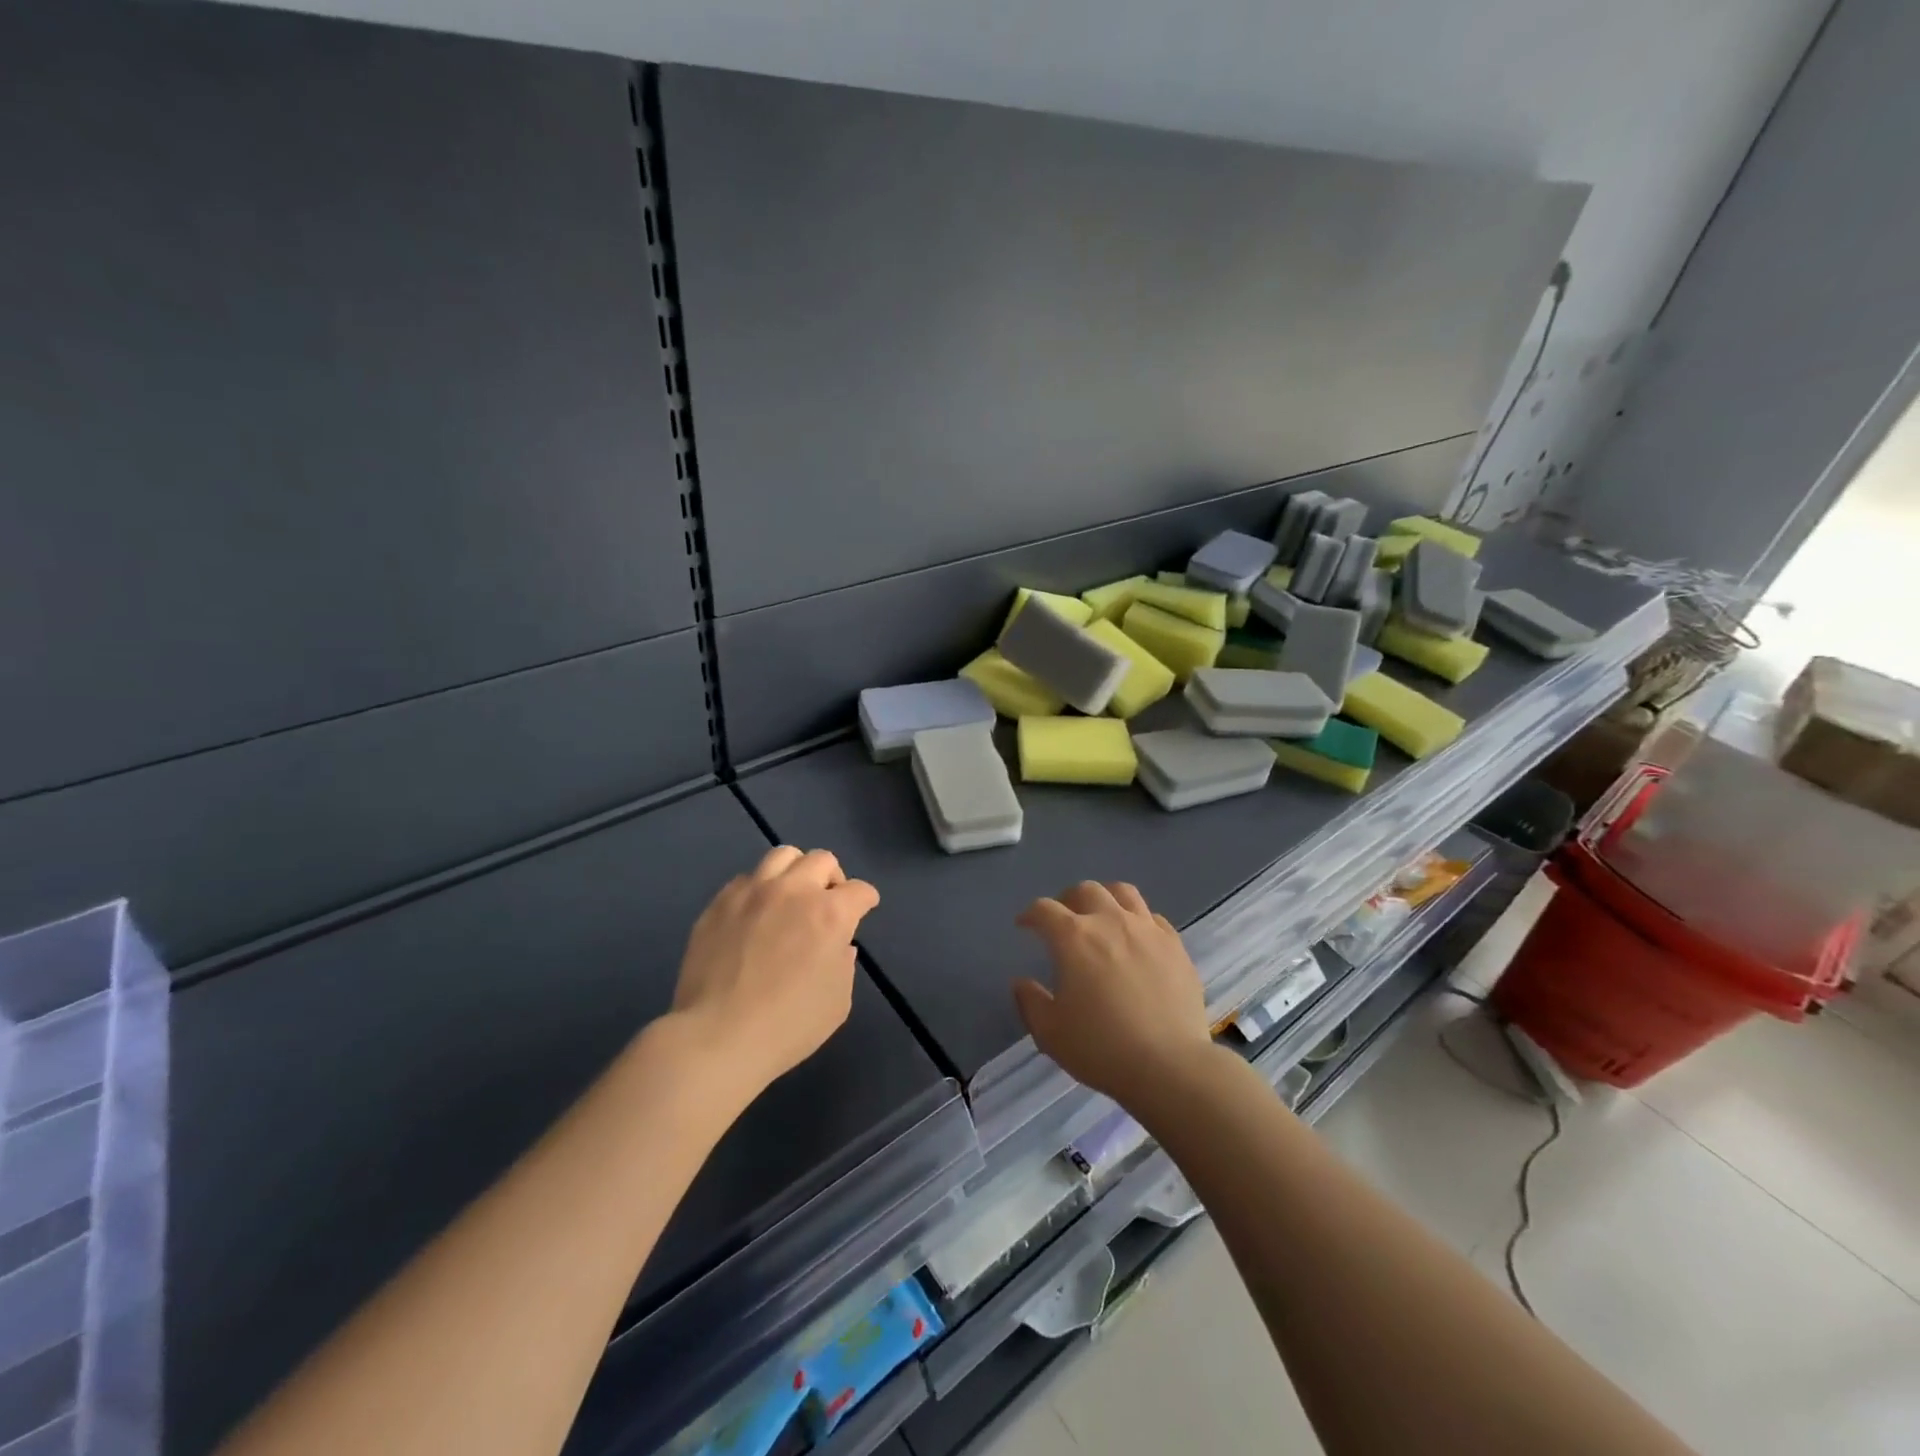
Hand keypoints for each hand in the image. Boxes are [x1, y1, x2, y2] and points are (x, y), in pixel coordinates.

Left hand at [671, 846, 879, 1096]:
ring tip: (790, 896)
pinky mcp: (720, 903)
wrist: (717, 1037)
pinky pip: (745, 879)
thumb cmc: (788, 1026)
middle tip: (827, 902)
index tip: (864, 909)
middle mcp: (794, 891)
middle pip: (822, 860)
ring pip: (782, 856)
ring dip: (795, 872)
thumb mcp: (837, 1003)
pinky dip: (758, 889)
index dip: (866, 900)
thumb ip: (843, 965)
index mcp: (830, 914)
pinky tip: (755, 913)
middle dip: (832, 878)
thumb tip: (838, 946)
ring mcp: (753, 892)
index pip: (860, 890)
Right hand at [1012, 881, 1214, 1107]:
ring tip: (1102, 916)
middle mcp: (1110, 921)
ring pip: (1123, 892)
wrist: (1170, 1065)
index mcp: (1074, 938)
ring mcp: (1147, 930)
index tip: (1024, 926)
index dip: (1030, 914)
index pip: (1044, 910)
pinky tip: (1137, 939)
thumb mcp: (1050, 1033)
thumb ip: (1030, 1002)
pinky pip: (1154, 918)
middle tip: (1064, 919)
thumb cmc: (1101, 1048)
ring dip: (1106, 898)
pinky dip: (1139, 920)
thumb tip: (1022, 982)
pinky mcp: (1175, 945)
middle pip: (1085, 890)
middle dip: (1068, 900)